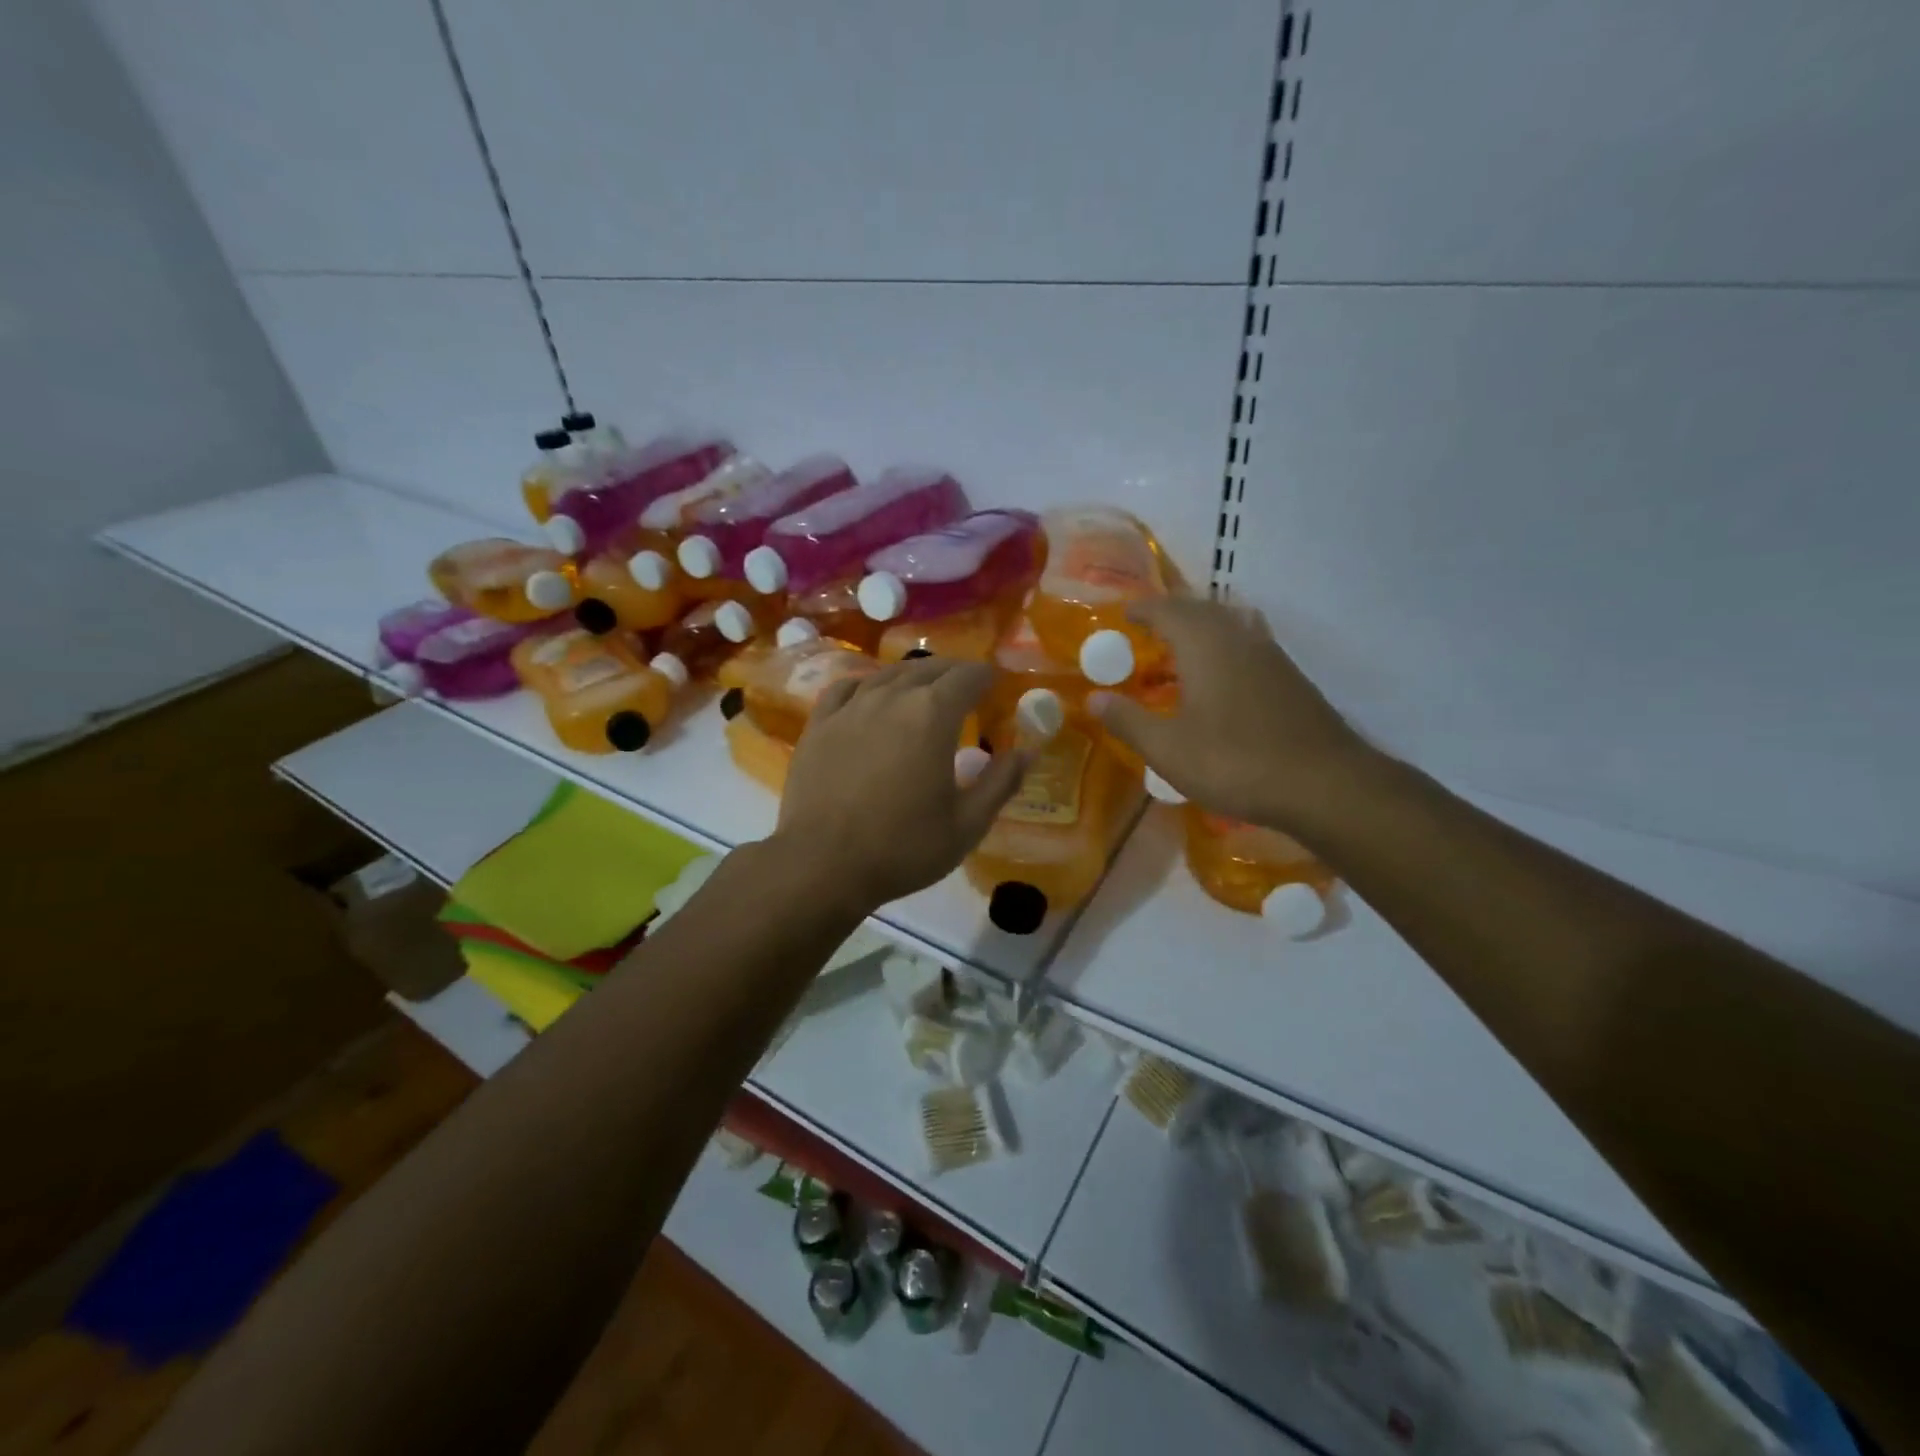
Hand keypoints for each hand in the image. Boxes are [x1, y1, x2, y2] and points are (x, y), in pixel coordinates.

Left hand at [773, 658, 1028, 911]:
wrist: (823, 864)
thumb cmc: (903, 847)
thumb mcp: (967, 824)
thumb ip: (1001, 782)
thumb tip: (1028, 752)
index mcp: (933, 714)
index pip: (968, 676)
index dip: (987, 677)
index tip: (996, 686)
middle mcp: (892, 696)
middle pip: (930, 669)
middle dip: (954, 673)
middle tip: (967, 689)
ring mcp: (851, 707)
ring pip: (889, 674)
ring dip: (914, 677)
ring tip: (925, 690)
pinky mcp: (820, 724)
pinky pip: (848, 688)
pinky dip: (869, 686)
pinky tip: (872, 697)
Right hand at [1091, 598, 1377, 832]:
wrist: (1324, 784)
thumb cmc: (1235, 762)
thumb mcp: (1168, 749)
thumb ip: (1128, 720)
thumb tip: (1093, 698)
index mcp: (1205, 644)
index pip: (1166, 610)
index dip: (1141, 610)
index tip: (1121, 616)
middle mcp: (1239, 637)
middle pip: (1200, 610)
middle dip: (1170, 615)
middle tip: (1145, 632)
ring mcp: (1270, 655)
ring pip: (1229, 625)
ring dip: (1200, 629)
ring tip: (1179, 650)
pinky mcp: (1290, 678)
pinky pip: (1246, 646)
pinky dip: (1223, 648)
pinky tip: (1218, 679)